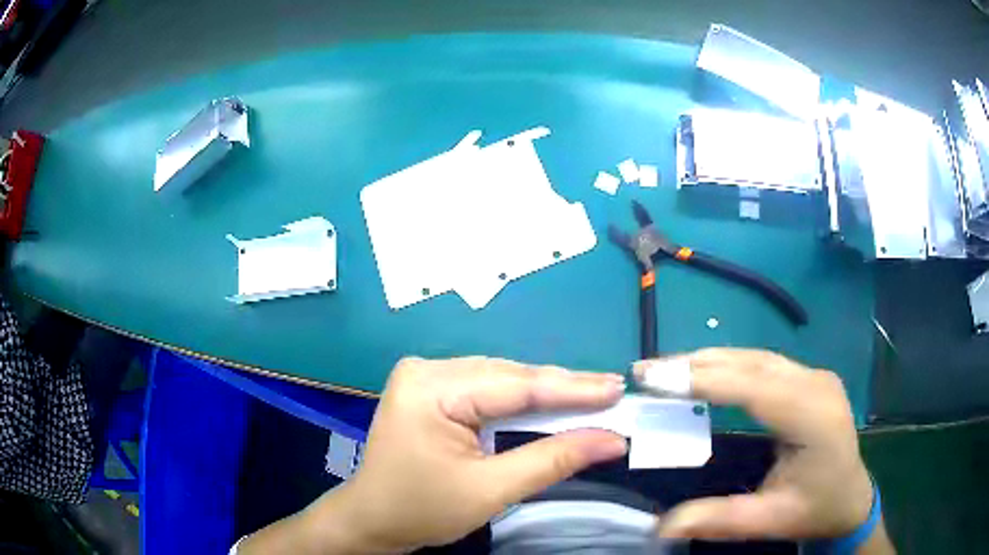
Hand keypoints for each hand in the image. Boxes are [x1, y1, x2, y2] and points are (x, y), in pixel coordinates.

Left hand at [243, 357, 627, 553]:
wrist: (372, 519)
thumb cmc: (421, 510)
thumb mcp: (491, 490)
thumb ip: (553, 460)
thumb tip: (612, 440)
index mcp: (432, 389)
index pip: (516, 385)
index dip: (573, 389)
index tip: (617, 389)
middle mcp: (427, 369)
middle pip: (510, 378)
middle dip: (562, 390)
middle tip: (612, 394)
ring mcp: (426, 376)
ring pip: (501, 380)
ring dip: (545, 393)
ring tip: (592, 397)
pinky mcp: (431, 390)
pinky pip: (487, 389)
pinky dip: (521, 401)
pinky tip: (550, 405)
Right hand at [637, 349, 887, 547]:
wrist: (852, 498)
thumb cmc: (815, 509)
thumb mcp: (769, 520)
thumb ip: (718, 520)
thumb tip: (660, 526)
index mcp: (813, 415)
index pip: (753, 386)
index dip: (702, 379)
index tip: (653, 377)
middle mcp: (816, 383)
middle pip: (752, 362)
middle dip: (696, 363)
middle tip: (647, 370)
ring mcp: (815, 375)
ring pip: (756, 357)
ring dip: (709, 360)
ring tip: (666, 369)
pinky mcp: (809, 378)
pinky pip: (763, 363)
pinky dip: (728, 365)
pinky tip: (705, 372)